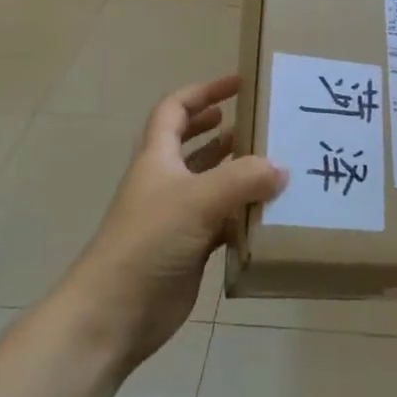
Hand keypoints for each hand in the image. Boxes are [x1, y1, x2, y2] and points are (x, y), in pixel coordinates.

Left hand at [66, 75, 285, 372]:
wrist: (115, 312)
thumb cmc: (149, 242)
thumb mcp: (198, 199)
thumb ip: (244, 179)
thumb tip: (281, 168)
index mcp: (157, 159)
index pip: (175, 110)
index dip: (204, 92)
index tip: (239, 83)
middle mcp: (166, 182)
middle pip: (193, 144)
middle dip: (223, 128)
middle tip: (262, 122)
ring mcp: (177, 217)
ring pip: (212, 183)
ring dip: (239, 171)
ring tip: (276, 162)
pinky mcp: (190, 249)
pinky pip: (223, 221)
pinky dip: (245, 214)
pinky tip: (271, 212)